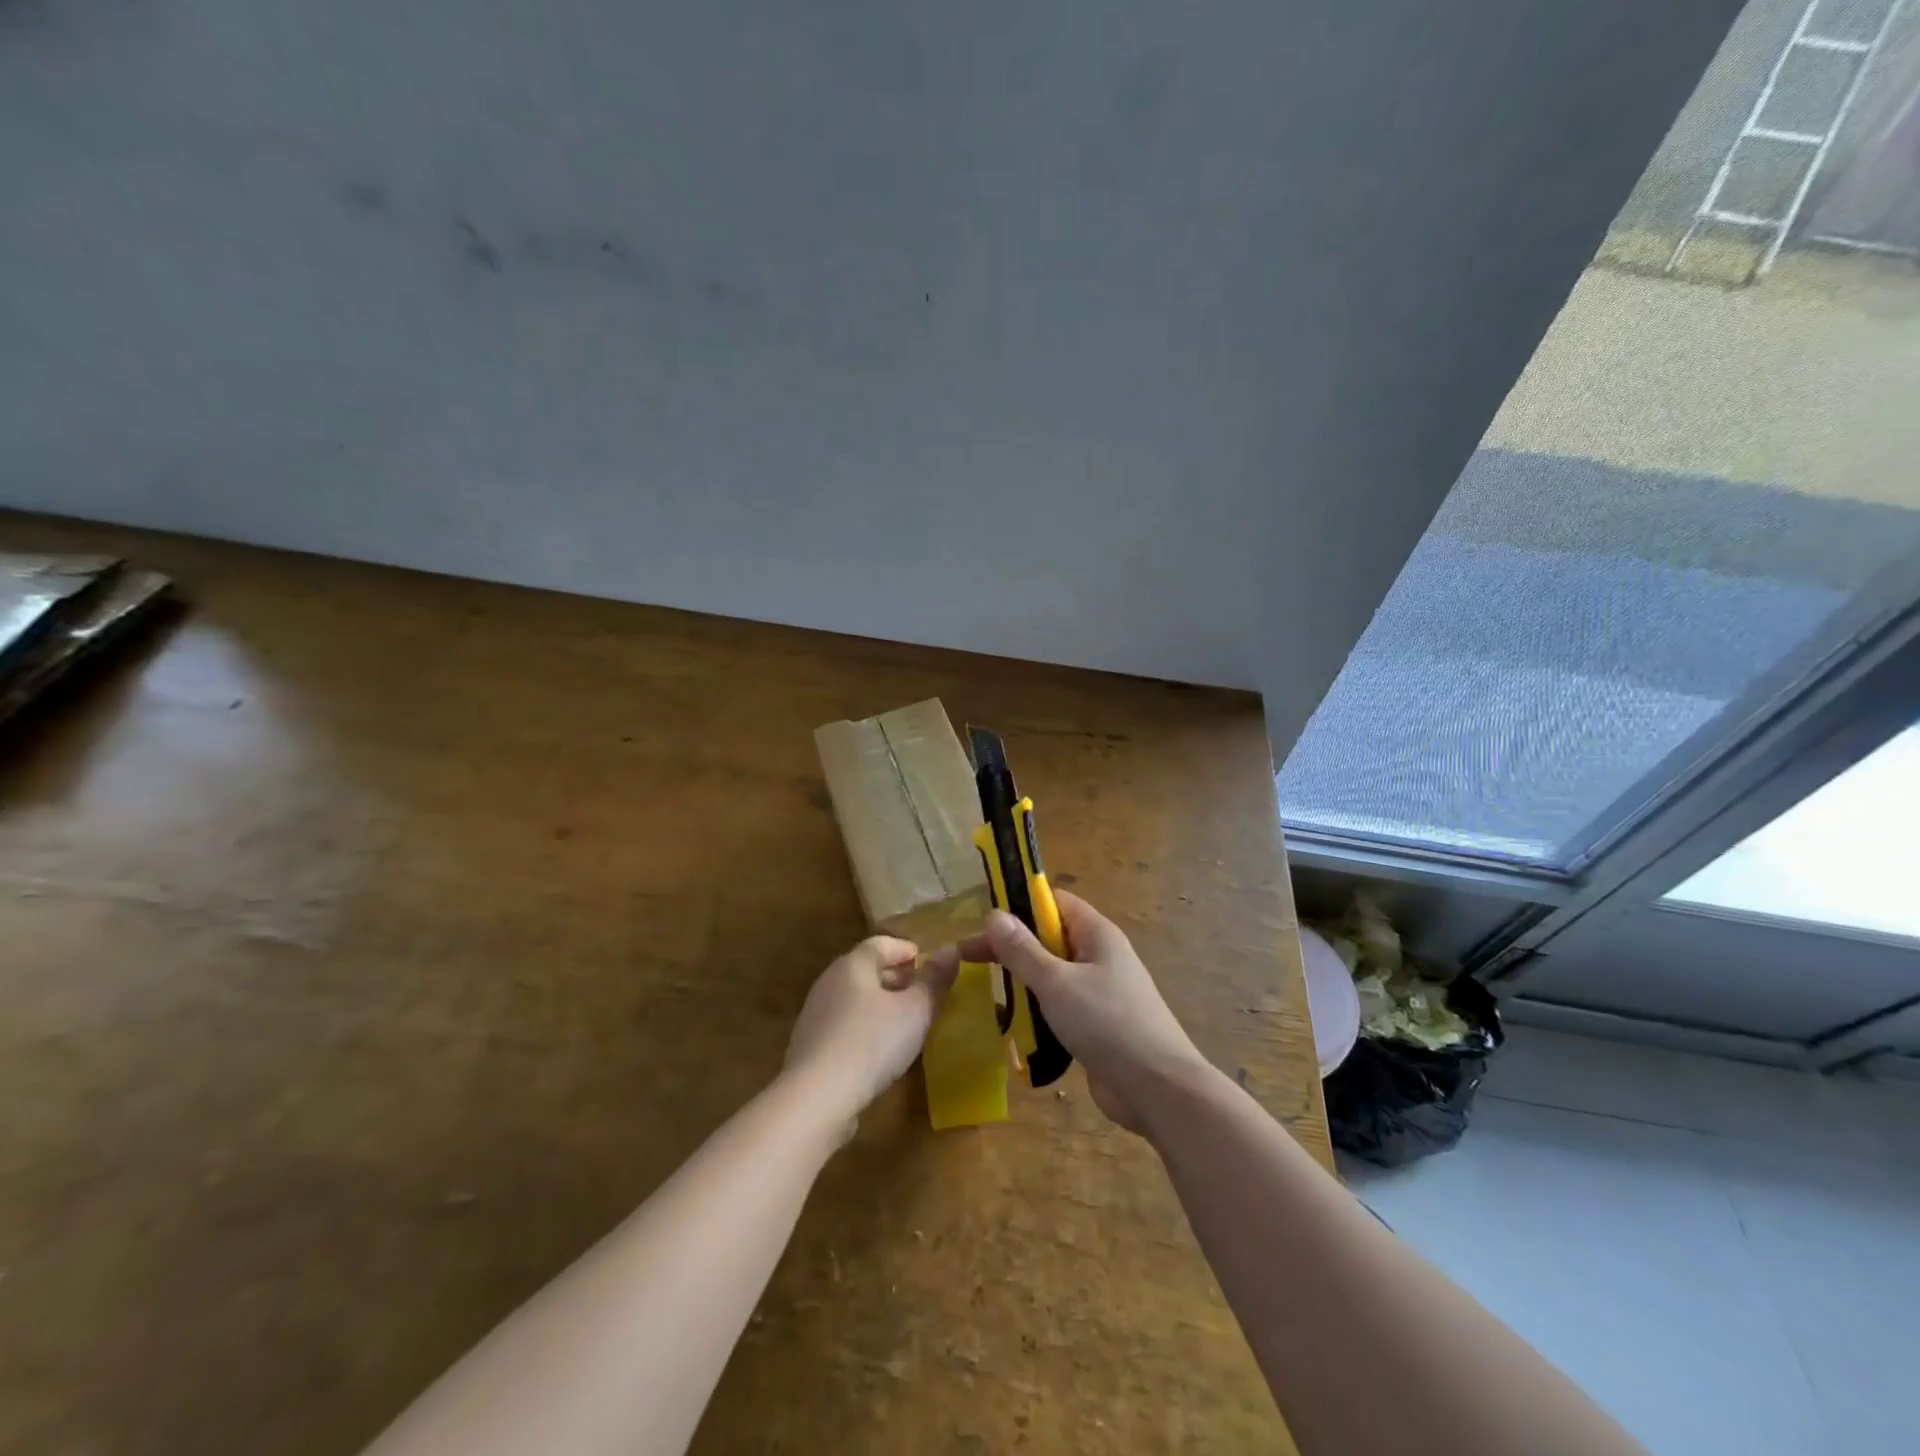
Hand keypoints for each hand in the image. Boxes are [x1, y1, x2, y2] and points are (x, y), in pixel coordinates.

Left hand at [784, 936, 958, 1134]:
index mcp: (853, 965)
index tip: (928, 962)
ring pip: (855, 997)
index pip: (881, 943)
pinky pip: (843, 1023)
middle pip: (866, 969)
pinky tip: (879, 1049)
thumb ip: (934, 980)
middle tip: (922, 991)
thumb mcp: (916, 1010)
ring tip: (905, 1021)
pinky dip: (864, 1025)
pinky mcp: (810, 1045)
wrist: (817, 1097)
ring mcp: (815, 1014)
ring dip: (880, 1003)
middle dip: (896, 977)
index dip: (907, 950)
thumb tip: (951, 951)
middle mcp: (830, 981)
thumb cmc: (872, 1043)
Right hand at [957, 892, 1211, 1136]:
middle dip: (1012, 946)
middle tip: (970, 959)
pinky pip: (1061, 1006)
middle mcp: (1100, 956)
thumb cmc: (1108, 1023)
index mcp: (1097, 934)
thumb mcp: (1056, 982)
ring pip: (1053, 974)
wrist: (1159, 1089)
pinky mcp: (1098, 1025)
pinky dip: (1038, 1011)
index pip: (1054, 902)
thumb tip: (994, 914)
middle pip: (1049, 938)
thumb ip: (1023, 950)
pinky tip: (1014, 1026)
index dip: (1019, 905)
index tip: (984, 923)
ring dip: (1023, 981)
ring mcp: (1100, 992)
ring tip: (987, 992)